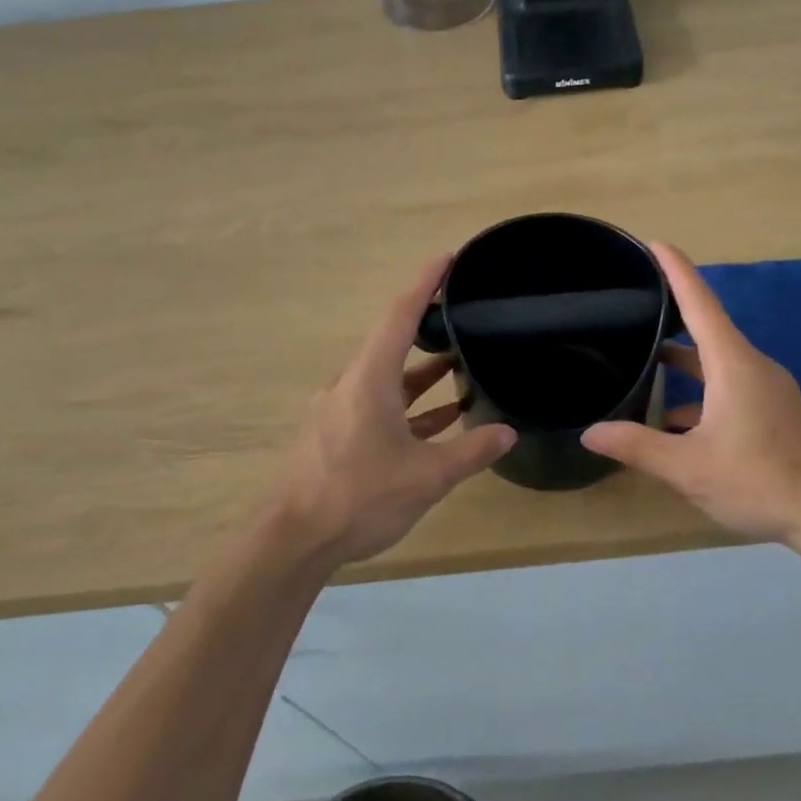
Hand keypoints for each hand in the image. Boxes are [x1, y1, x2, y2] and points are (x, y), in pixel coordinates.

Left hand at [267, 255, 515, 571]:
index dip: (426, 282)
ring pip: (387, 377)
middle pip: (393, 341)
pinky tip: (439, 420)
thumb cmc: (359, 498)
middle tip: (463, 314)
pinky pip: (378, 406)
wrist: (293, 541)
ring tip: (461, 366)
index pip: (400, 314)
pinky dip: (408, 406)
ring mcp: (339, 409)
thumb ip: (470, 451)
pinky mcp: (335, 434)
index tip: (448, 259)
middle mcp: (350, 384)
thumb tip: (507, 432)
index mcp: (369, 378)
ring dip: (422, 372)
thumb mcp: (427, 477)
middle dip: (429, 326)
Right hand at [581, 244, 800, 544]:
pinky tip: (678, 423)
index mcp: (733, 364)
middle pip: (708, 329)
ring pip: (718, 363)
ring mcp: (769, 390)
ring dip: (685, 363)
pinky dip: (703, 393)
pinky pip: (731, 387)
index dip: (676, 270)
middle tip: (637, 306)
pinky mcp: (776, 413)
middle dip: (673, 315)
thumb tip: (591, 432)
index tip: (654, 243)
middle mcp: (753, 367)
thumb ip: (638, 447)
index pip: (700, 303)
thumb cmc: (760, 480)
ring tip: (646, 366)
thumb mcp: (689, 467)